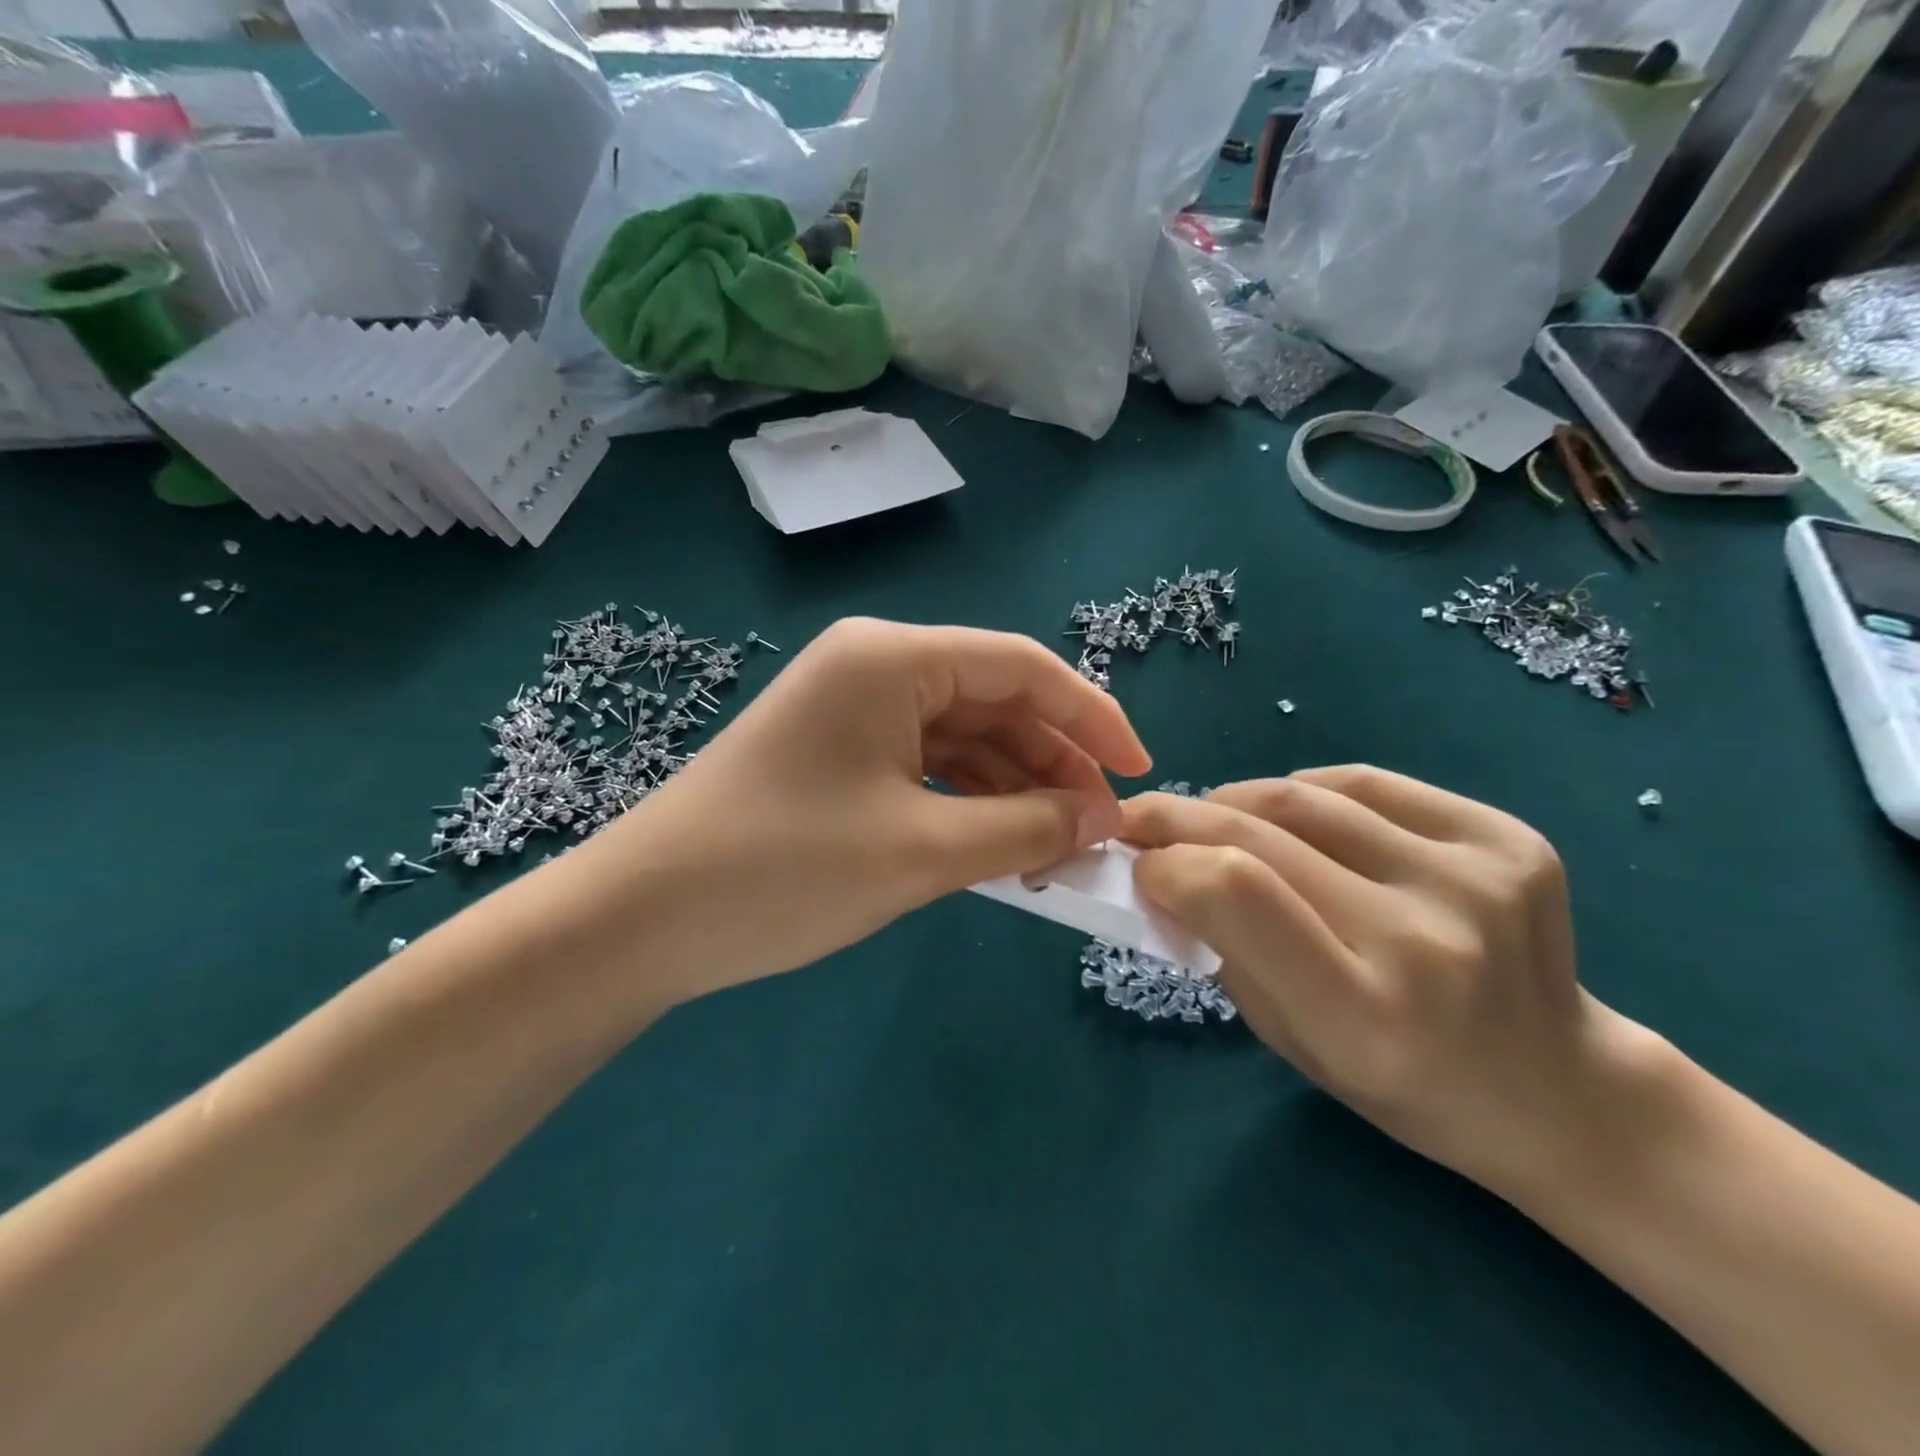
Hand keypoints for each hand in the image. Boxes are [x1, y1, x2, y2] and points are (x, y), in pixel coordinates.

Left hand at [588, 618, 1150, 1002]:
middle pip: (994, 702)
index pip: (1022, 668)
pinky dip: (969, 803)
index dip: (1091, 717)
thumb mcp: (924, 851)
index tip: (1141, 772)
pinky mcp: (838, 754)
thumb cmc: (786, 869)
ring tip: (1058, 851)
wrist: (641, 920)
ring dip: (1013, 789)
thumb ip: (1026, 827)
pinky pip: (925, 766)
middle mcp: (874, 667)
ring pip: (962, 739)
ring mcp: (852, 711)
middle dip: (1054, 763)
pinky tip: (1002, 846)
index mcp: (893, 658)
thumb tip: (1101, 818)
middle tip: (1099, 830)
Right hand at [1121, 768, 1655, 1192]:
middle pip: (1259, 833)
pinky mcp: (1508, 838)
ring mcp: (1475, 879)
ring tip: (1215, 817)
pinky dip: (1305, 791)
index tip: (1136, 864)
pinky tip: (1294, 814)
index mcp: (1362, 1013)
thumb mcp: (1286, 1036)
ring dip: (1235, 799)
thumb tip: (1160, 865)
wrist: (1555, 1089)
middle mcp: (1423, 939)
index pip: (1234, 890)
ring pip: (1305, 796)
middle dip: (1178, 817)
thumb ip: (1218, 945)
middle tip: (1140, 817)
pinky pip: (1365, 784)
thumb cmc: (1399, 1083)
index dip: (1167, 862)